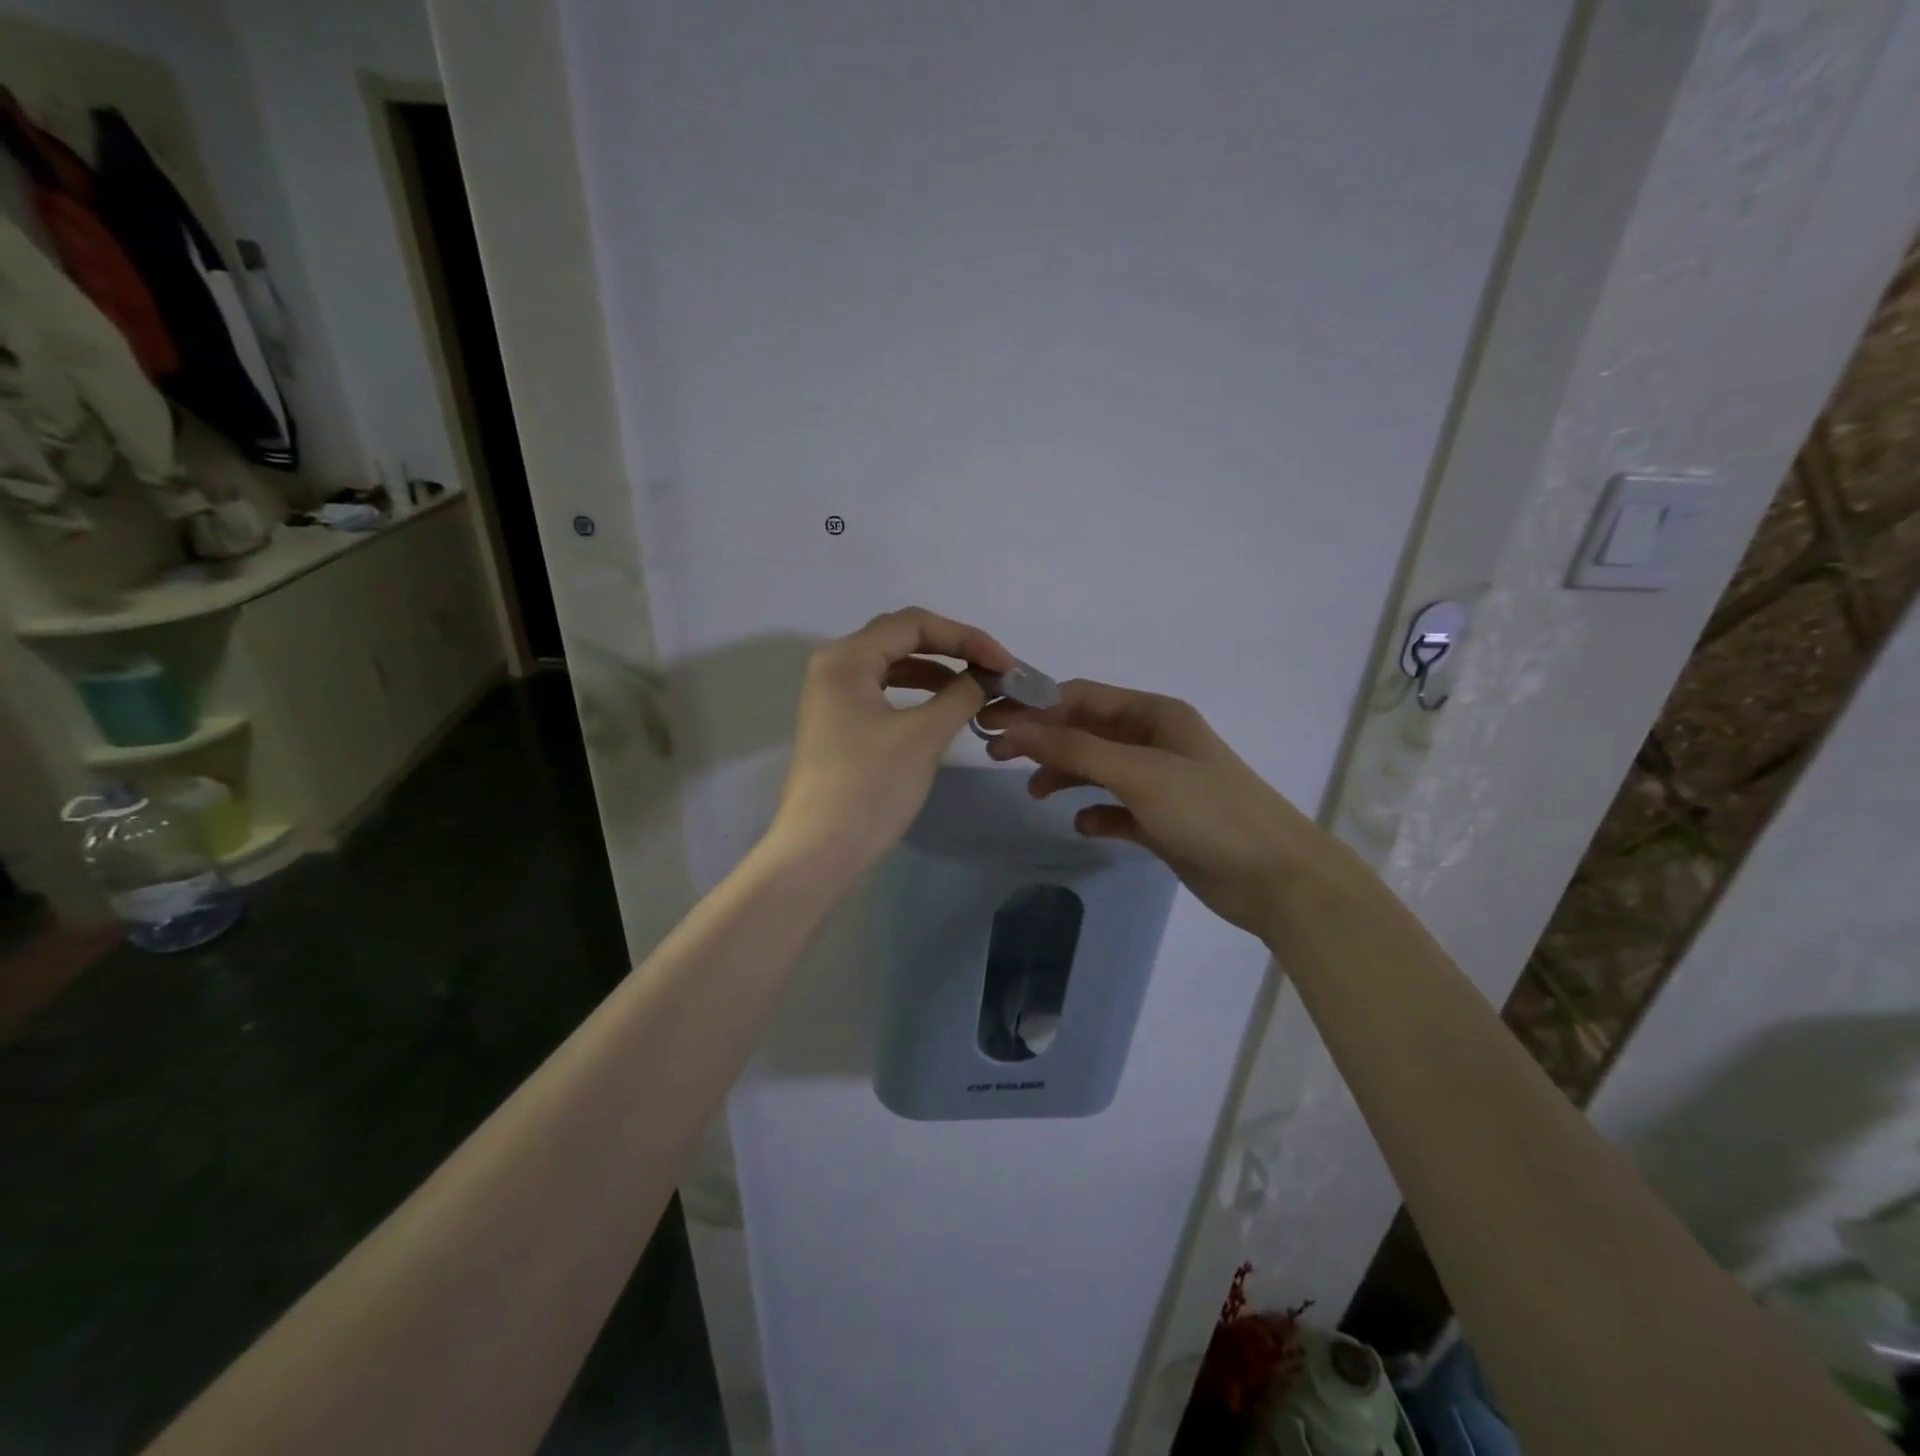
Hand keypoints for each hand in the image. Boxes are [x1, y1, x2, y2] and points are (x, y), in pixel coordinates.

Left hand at [768, 607, 1013, 879]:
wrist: (820, 851)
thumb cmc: (870, 787)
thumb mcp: (923, 736)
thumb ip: (961, 695)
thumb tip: (985, 678)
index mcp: (847, 658)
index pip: (914, 624)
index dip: (966, 637)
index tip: (1005, 664)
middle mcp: (834, 665)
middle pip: (902, 637)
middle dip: (953, 649)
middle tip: (994, 670)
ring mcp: (833, 695)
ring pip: (893, 665)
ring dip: (937, 670)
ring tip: (976, 687)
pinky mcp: (839, 722)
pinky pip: (884, 691)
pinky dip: (918, 693)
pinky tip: (944, 706)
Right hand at [980, 680, 1355, 938]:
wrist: (1275, 877)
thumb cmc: (1207, 811)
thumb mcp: (1138, 772)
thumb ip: (1075, 748)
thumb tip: (1014, 725)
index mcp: (1154, 715)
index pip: (1081, 697)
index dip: (1035, 705)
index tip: (991, 719)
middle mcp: (1154, 742)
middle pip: (1085, 731)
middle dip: (1043, 740)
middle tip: (995, 755)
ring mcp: (1158, 783)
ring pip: (1097, 769)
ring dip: (1064, 775)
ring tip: (1034, 793)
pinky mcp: (1161, 821)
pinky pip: (1116, 810)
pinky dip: (1096, 814)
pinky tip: (1084, 826)